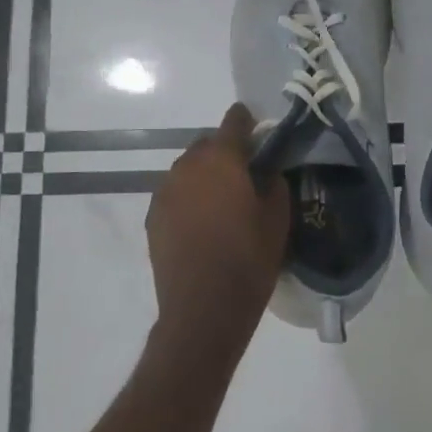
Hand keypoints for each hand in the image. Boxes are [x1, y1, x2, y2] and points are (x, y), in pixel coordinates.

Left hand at [144, 103, 289, 360]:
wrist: (202, 310)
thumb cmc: (248, 261)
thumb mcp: (277, 221)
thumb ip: (273, 184)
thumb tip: (266, 171)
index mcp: (222, 161)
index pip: (233, 122)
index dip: (246, 121)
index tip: (257, 129)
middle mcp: (187, 167)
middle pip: (207, 145)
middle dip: (225, 152)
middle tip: (244, 174)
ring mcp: (165, 192)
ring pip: (188, 169)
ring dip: (205, 175)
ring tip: (221, 201)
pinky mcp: (154, 217)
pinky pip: (175, 193)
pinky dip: (188, 198)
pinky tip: (201, 222)